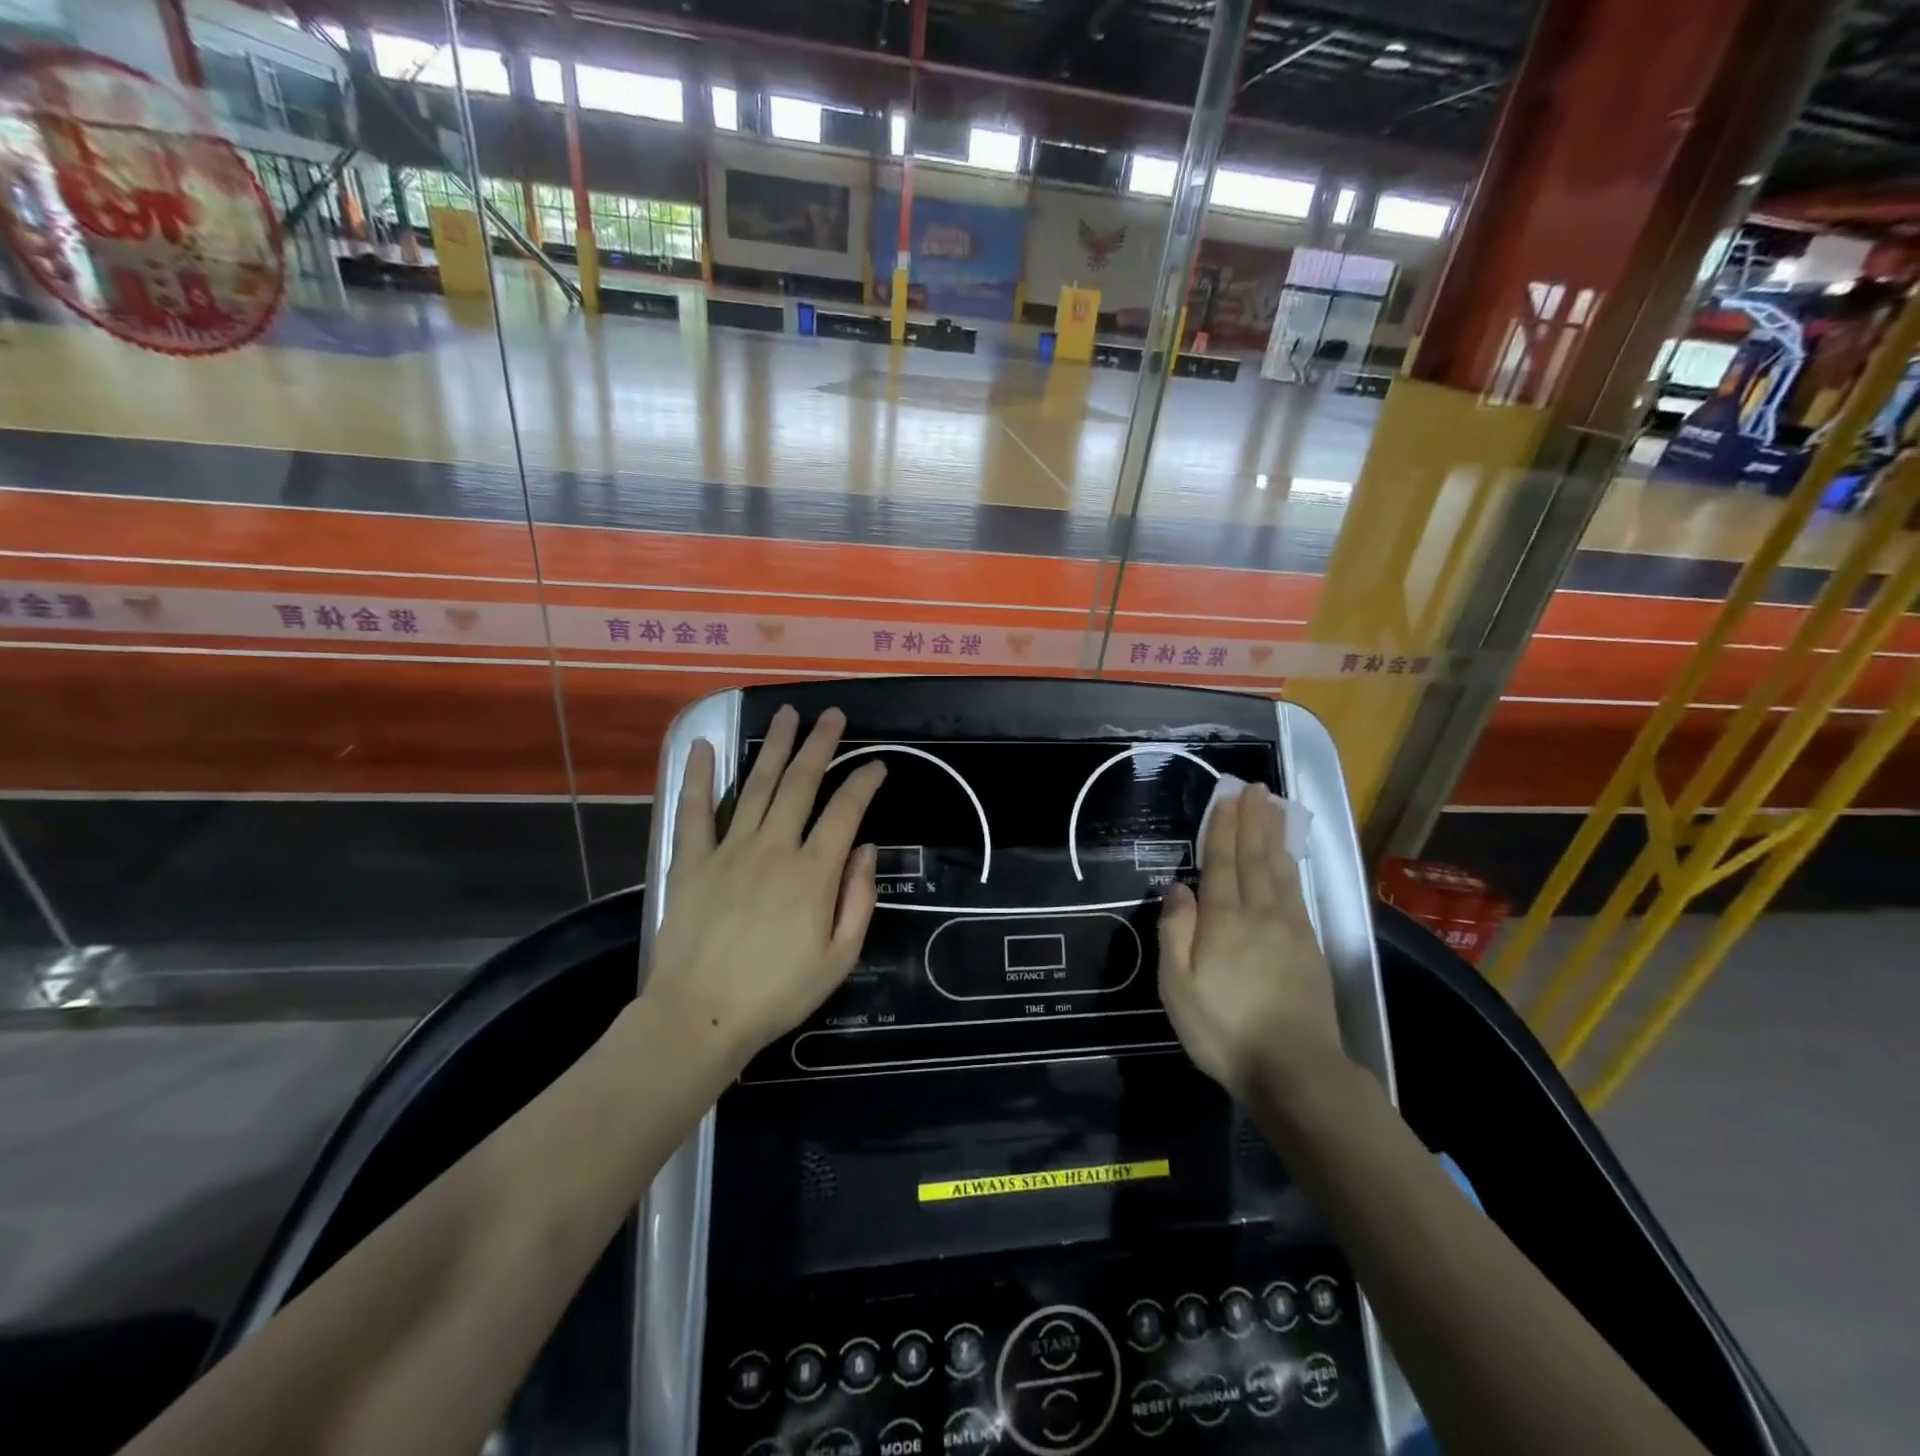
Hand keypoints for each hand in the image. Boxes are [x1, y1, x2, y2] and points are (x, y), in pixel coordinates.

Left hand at [644, 705, 885, 1075]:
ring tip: (787, 715)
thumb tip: (864, 849)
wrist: (701, 1017)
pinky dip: (697, 776)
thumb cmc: (778, 994)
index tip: (877, 765)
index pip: (846, 810)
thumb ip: (859, 899)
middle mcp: (774, 848)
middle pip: (802, 783)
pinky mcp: (691, 861)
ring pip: (758, 785)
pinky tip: (701, 746)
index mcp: (814, 872)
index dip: (864, 782)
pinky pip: (694, 810)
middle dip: (820, 744)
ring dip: (775, 747)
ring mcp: (729, 850)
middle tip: (832, 715)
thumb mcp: (839, 959)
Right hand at [1157, 779, 1345, 1104]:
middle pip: (1254, 858)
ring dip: (1273, 835)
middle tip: (1254, 788)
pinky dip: (1290, 865)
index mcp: (1224, 921)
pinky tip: (1287, 858)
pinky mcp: (1309, 947)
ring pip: (1278, 870)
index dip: (1223, 828)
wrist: (1296, 1071)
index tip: (1227, 797)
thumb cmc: (1225, 1030)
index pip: (1222, 863)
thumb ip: (1175, 933)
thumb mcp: (1178, 987)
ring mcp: (1290, 929)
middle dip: (1252, 821)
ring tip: (1273, 807)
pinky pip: (1296, 892)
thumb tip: (1178, 888)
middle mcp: (1259, 914)